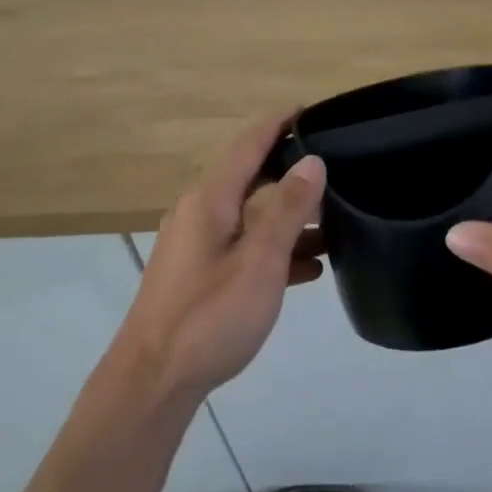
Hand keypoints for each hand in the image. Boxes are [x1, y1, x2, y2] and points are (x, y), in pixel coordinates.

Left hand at [112, 111, 325, 399]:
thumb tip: (313, 162)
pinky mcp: (199, 277)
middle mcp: (200, 214)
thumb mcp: (260, 261)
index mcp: (210, 200)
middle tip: (337, 169)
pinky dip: (275, 251)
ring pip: (251, 218)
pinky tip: (310, 269)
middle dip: (291, 172)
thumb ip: (288, 210)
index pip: (247, 144)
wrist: (154, 380)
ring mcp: (197, 247)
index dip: (278, 124)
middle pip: (251, 179)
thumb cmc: (209, 316)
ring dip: (290, 218)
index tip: (311, 110)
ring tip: (337, 223)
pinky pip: (244, 250)